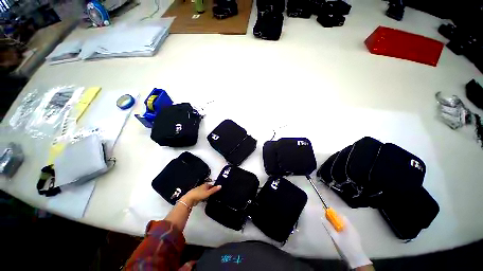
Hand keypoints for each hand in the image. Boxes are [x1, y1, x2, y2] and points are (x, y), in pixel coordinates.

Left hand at [180, 182, 220, 207]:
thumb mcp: (208, 192)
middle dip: (211, 190)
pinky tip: (205, 199)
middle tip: (215, 193)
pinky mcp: (196, 195)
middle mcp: (202, 186)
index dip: (214, 187)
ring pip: (204, 191)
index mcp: (205, 185)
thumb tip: (220, 185)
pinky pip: (202, 195)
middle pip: (208, 188)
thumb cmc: (199, 194)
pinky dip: (204, 196)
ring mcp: (198, 191)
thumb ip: (214, 190)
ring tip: (211, 196)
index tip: (218, 189)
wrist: (189, 199)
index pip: (211, 185)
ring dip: (207, 193)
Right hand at [321, 215, 371, 268]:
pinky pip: (348, 228)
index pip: (341, 215)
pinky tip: (340, 233)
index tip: (328, 214)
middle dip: (336, 219)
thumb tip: (322, 218)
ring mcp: (355, 231)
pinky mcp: (355, 236)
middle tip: (329, 221)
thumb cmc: (345, 246)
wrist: (356, 258)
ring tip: (334, 227)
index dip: (334, 214)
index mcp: (348, 225)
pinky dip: (342, 227)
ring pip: (346, 224)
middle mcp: (352, 226)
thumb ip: (329, 227)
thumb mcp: (335, 237)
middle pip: (343, 219)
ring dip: (339, 223)